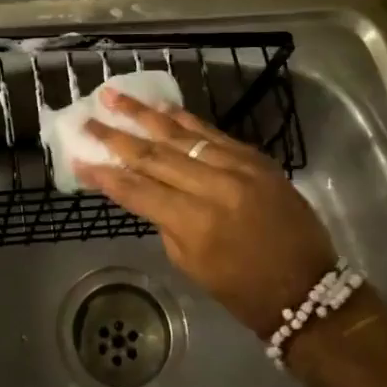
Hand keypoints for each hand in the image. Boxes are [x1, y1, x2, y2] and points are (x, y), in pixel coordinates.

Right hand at [76, 88, 336, 338]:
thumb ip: (165, 221)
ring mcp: (239, 167)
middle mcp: (215, 187)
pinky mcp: (256, 158)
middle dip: (116, 137)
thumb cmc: (243, 290)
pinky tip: (161, 107)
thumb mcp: (192, 264)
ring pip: (182, 134)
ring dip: (145, 115)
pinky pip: (212, 133)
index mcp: (195, 223)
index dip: (105, 175)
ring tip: (115, 96)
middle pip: (155, 155)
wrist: (308, 288)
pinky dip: (185, 120)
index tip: (78, 157)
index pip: (138, 190)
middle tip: (88, 119)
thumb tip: (146, 188)